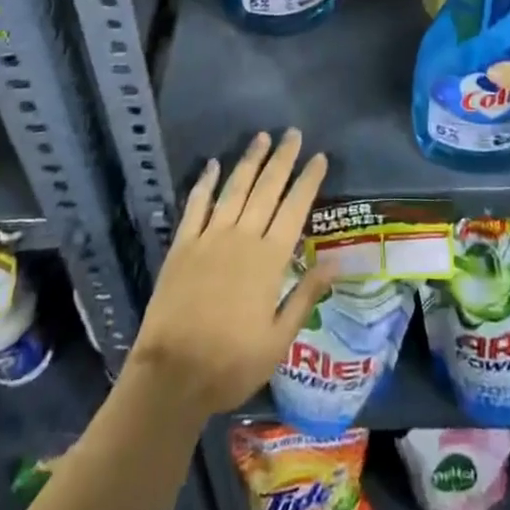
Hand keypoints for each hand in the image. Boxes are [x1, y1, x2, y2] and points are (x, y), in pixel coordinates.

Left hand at [128, 130, 331, 417]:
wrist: (172, 375)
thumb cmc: (231, 364)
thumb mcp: (278, 340)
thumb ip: (305, 296)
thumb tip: (337, 263)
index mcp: (269, 260)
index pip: (295, 209)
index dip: (308, 180)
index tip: (319, 157)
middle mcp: (242, 238)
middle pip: (266, 188)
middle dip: (282, 159)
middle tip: (293, 133)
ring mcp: (210, 237)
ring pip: (234, 188)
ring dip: (249, 161)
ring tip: (262, 137)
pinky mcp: (183, 244)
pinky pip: (197, 204)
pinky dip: (205, 182)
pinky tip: (213, 165)